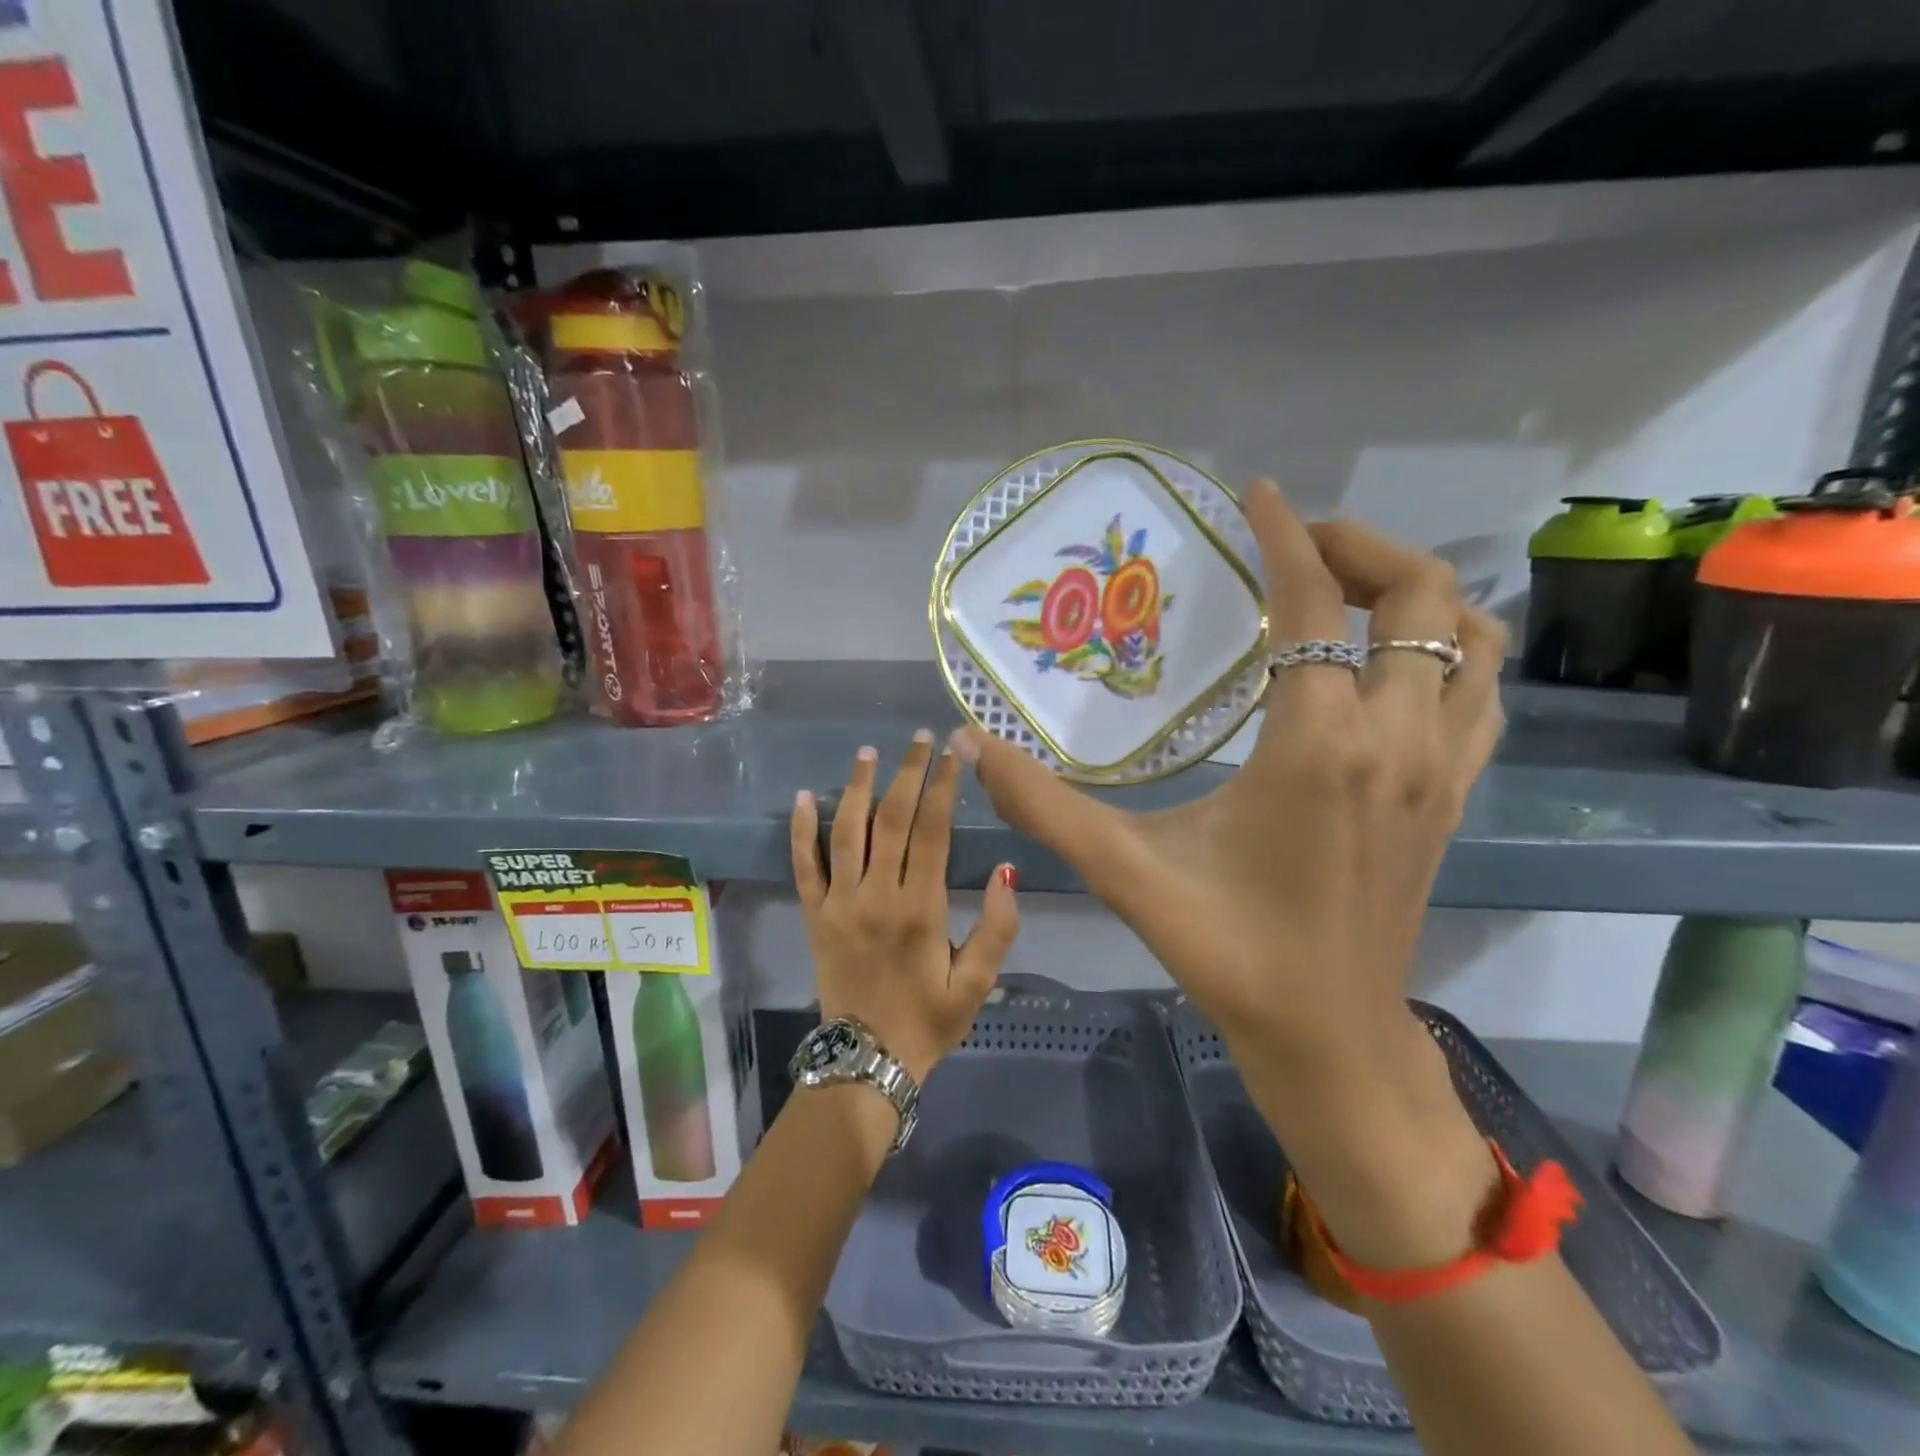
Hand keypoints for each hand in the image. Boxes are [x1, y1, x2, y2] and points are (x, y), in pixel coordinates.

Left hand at [791, 732, 1019, 1083]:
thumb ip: (997, 928)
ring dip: (857, 788)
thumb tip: (1007, 871)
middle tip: (918, 739)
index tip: (952, 752)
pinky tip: (804, 796)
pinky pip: (803, 866)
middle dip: (907, 773)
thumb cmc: (929, 1020)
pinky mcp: (814, 915)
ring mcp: (839, 902)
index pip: (932, 831)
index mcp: (920, 908)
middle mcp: (877, 895)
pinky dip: (801, 830)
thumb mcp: (977, 984)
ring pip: (846, 832)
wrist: (866, 1060)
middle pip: (891, 819)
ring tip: (868, 753)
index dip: (942, 786)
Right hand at [954, 482, 1505, 1261]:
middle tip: (1294, 545)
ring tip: (1346, 590)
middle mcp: (1397, 738)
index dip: (1285, 536)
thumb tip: (971, 745)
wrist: (1329, 1036)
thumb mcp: (1126, 872)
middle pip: (1418, 594)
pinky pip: (1482, 690)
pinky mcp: (1456, 795)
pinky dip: (1449, 648)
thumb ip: (1045, 806)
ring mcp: (1442, 767)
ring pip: (1472, 636)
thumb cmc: (1230, 951)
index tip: (1255, 495)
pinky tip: (1390, 662)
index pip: (1315, 603)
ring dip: (1414, 592)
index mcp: (1319, 744)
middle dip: (1359, 546)